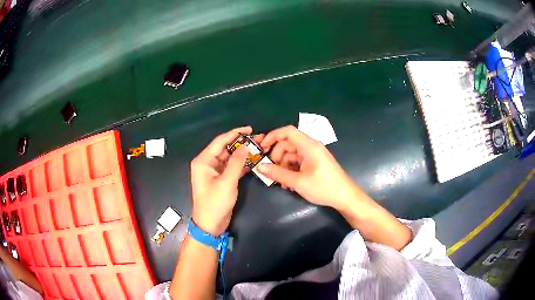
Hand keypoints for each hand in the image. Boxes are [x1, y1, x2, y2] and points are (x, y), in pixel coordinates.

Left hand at [190, 126, 262, 234]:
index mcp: (204, 161)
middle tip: (258, 139)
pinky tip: (254, 160)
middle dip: (241, 143)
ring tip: (258, 147)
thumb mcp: (226, 182)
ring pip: (230, 157)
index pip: (220, 141)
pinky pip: (232, 167)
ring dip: (243, 153)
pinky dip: (242, 164)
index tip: (250, 129)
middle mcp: (208, 163)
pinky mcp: (221, 179)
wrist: (210, 225)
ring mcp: (215, 172)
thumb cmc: (215, 203)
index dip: (235, 133)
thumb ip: (236, 162)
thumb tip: (245, 146)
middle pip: (225, 148)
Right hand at [258, 125, 357, 210]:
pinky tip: (289, 183)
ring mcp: (313, 155)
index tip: (262, 148)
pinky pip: (298, 162)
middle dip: (277, 156)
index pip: (288, 131)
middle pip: (288, 144)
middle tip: (271, 171)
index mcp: (309, 146)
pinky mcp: (315, 163)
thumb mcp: (298, 182)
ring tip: (281, 182)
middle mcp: (311, 147)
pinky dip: (291, 170)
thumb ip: (277, 174)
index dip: (272, 136)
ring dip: (283, 166)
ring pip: (292, 154)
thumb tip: (260, 167)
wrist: (345, 197)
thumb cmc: (323, 187)